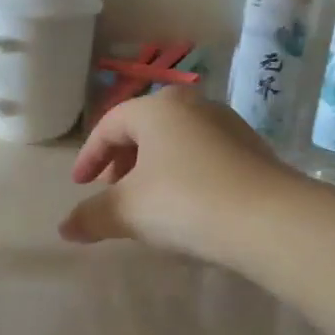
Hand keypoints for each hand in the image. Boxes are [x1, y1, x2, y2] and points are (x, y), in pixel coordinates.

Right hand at [58, 90, 289, 258]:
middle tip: (112, 191)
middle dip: (121, 160)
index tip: (80, 185)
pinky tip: (187, 206)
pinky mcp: (253, 149)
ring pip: (176, 142)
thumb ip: (91, 217)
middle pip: (144, 129)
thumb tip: (64, 229)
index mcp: (157, 108)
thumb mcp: (127, 211)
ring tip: (147, 202)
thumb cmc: (185, 202)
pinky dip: (184, 174)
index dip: (89, 156)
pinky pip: (204, 156)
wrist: (271, 220)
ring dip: (153, 168)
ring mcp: (228, 125)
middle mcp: (193, 105)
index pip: (110, 125)